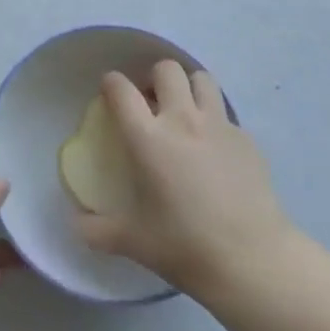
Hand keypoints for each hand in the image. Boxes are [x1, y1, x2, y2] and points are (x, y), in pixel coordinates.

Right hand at [75, 61, 290, 300]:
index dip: (111, 83)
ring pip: (202, 79)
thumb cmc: (185, 247)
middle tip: (151, 103)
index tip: (109, 92)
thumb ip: (97, 230)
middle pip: (166, 69)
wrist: (252, 261)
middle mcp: (182, 120)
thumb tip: (77, 225)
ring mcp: (219, 126)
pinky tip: (215, 150)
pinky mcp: (247, 139)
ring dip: (189, 88)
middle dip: (154, 78)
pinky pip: (225, 115)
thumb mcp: (132, 242)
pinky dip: (214, 121)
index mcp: (148, 138)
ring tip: (185, 112)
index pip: (121, 89)